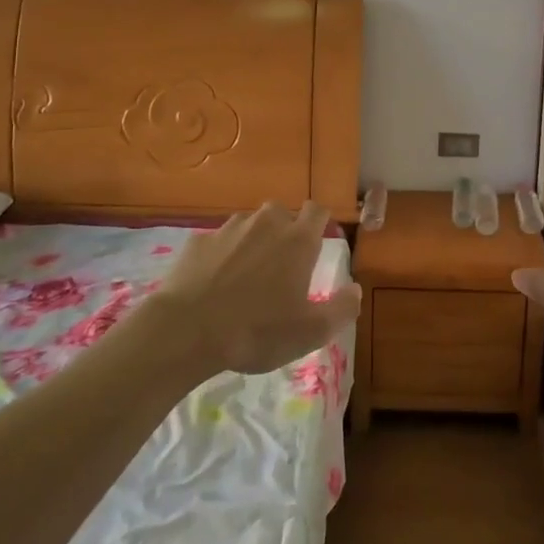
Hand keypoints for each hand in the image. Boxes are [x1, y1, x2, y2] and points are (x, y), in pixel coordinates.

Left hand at [155, 202, 360, 376]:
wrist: (187, 330)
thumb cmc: (257, 330)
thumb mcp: (310, 332)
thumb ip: (341, 309)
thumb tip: (356, 289)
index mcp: (298, 240)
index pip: (317, 210)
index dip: (320, 222)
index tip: (316, 243)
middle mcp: (266, 224)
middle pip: (281, 212)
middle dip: (284, 231)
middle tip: (281, 265)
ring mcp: (229, 229)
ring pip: (248, 224)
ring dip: (252, 241)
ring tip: (246, 275)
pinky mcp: (198, 241)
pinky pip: (217, 242)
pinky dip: (221, 256)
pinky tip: (214, 283)